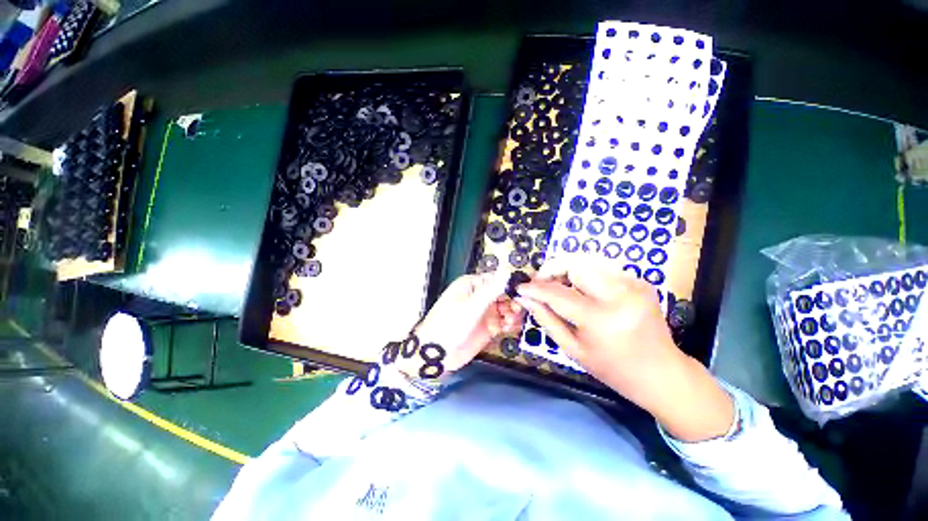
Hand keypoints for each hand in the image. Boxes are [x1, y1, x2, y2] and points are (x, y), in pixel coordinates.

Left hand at [408, 271, 523, 376]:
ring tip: (509, 322)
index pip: (497, 279)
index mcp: (472, 285)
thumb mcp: (472, 305)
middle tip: (516, 311)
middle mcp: (479, 296)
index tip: (524, 293)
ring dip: (512, 314)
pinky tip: (507, 329)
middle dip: (512, 302)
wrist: (437, 354)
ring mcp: (483, 312)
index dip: (511, 285)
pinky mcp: (487, 327)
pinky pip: (503, 321)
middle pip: (504, 294)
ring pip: (505, 308)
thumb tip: (507, 268)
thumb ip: (492, 288)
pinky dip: (508, 324)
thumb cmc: (449, 324)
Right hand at [516, 254, 733, 441]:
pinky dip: (585, 273)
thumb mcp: (573, 350)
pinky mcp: (640, 281)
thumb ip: (546, 320)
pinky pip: (603, 267)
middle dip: (551, 269)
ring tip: (557, 283)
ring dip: (567, 268)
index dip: (535, 288)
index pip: (557, 293)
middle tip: (541, 283)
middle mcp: (619, 295)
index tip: (521, 288)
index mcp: (601, 319)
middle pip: (575, 264)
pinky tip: (580, 287)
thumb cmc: (613, 369)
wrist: (663, 373)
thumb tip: (525, 299)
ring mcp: (633, 285)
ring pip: (588, 260)